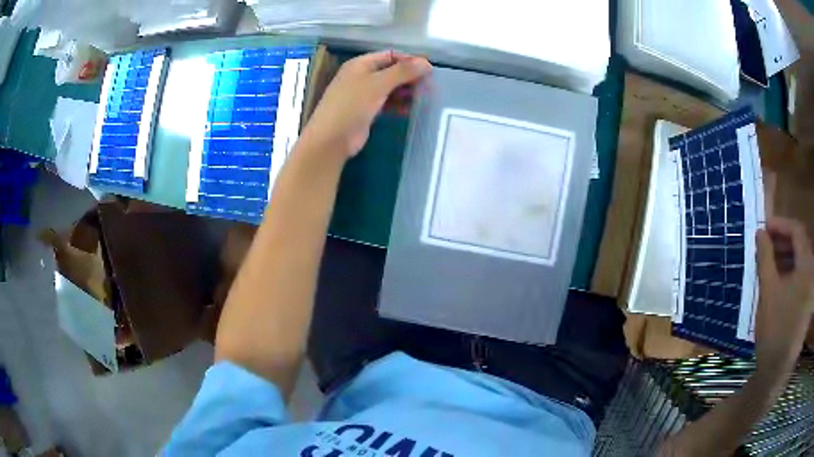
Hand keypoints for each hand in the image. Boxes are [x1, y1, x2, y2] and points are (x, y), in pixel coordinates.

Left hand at [300, 51, 431, 158]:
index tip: (429, 71)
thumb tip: (427, 63)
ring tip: (423, 98)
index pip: (390, 55)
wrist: (331, 139)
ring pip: (389, 88)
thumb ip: (403, 72)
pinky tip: (409, 110)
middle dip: (409, 77)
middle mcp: (361, 76)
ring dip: (405, 91)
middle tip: (429, 86)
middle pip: (391, 71)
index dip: (409, 60)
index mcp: (360, 64)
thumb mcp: (378, 84)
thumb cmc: (352, 105)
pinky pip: (385, 103)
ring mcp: (362, 94)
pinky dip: (397, 104)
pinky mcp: (365, 111)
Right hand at [755, 217, 813, 373]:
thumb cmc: (774, 327)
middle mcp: (812, 271)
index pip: (797, 231)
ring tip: (771, 263)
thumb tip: (760, 232)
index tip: (765, 228)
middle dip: (783, 241)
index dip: (781, 225)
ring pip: (801, 262)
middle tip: (766, 244)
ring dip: (787, 257)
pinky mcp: (808, 302)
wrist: (776, 369)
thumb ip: (765, 257)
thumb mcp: (768, 289)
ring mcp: (811, 288)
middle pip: (801, 245)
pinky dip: (791, 273)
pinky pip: (802, 277)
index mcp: (807, 264)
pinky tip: (779, 281)